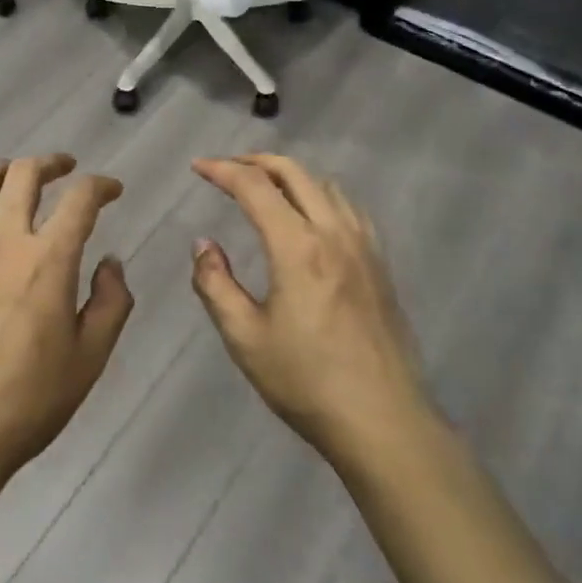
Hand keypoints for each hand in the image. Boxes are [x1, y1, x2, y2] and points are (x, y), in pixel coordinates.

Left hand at [0, 155, 134, 491]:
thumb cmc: (29, 400)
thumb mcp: (90, 358)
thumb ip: (111, 302)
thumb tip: (111, 263)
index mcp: (48, 260)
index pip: (80, 200)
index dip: (101, 186)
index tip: (112, 190)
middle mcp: (2, 241)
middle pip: (22, 175)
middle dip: (50, 163)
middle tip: (65, 168)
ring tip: (13, 178)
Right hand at [190, 154, 430, 470]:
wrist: (383, 421)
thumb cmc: (306, 381)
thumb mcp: (245, 337)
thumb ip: (216, 284)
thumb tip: (204, 244)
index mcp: (298, 247)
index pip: (255, 187)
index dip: (222, 170)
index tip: (198, 166)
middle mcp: (334, 233)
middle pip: (295, 173)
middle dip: (256, 161)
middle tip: (227, 168)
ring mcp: (364, 247)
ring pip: (326, 185)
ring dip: (291, 175)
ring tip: (265, 187)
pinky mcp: (380, 265)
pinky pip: (349, 208)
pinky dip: (321, 194)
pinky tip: (312, 216)